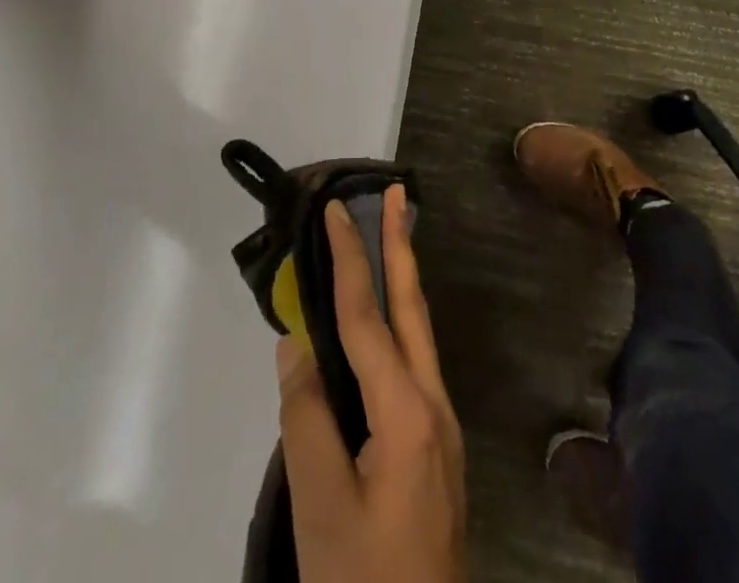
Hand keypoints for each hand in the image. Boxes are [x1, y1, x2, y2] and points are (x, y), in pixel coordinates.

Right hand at [276, 187, 466, 582]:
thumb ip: (306, 416)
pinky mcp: (436, 446)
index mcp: (405, 408)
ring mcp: (440, 424)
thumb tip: (298, 343)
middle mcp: (432, 402)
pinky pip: (415, 363)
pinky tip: (386, 325)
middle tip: (397, 194)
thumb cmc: (362, 578)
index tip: (338, 210)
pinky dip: (399, 324)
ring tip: (393, 238)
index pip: (367, 317)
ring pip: (419, 333)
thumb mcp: (319, 504)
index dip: (350, 259)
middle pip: (412, 307)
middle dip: (402, 246)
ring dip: (404, 280)